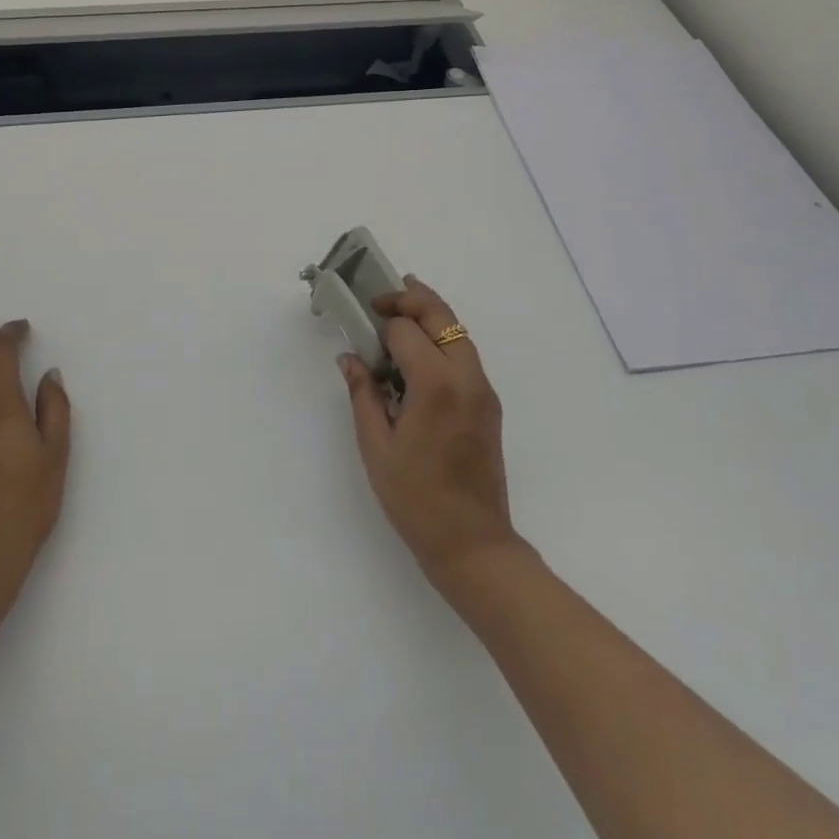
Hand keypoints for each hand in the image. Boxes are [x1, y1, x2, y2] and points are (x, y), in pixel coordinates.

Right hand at [339, 278, 522, 590]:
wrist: (472, 542)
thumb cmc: (415, 498)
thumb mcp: (376, 446)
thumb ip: (363, 394)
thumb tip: (349, 358)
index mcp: (436, 385)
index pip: (406, 330)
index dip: (380, 326)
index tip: (360, 331)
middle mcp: (466, 377)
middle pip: (442, 316)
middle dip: (412, 298)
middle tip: (382, 297)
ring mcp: (484, 389)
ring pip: (459, 332)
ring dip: (430, 316)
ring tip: (400, 312)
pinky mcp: (489, 403)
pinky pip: (466, 355)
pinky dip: (443, 340)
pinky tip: (419, 353)